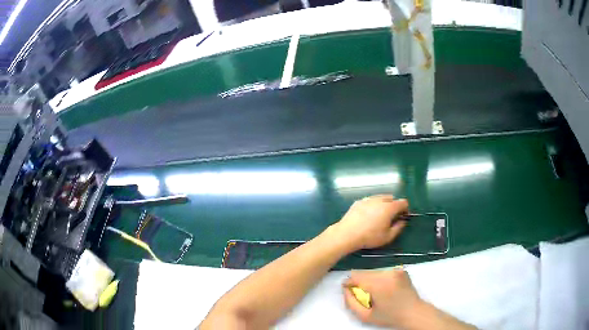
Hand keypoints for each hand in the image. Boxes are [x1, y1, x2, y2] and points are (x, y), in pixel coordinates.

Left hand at [332, 195, 408, 251]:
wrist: (347, 234)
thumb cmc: (370, 237)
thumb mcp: (388, 237)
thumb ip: (398, 228)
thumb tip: (402, 221)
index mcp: (389, 207)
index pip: (403, 202)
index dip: (405, 209)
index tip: (403, 217)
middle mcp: (379, 200)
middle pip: (392, 198)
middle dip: (394, 206)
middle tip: (391, 217)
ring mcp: (368, 199)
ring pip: (380, 198)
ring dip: (383, 204)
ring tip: (379, 216)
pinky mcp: (358, 202)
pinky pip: (370, 200)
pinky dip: (373, 205)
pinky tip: (368, 215)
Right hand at [343, 269, 422, 327]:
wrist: (413, 312)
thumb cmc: (389, 316)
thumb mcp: (365, 316)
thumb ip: (351, 303)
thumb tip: (345, 290)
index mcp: (378, 284)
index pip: (356, 276)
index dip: (348, 282)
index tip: (346, 288)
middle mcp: (387, 273)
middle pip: (364, 273)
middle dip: (359, 281)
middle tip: (360, 293)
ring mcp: (395, 270)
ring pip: (373, 271)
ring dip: (369, 279)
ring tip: (373, 291)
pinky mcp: (401, 270)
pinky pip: (384, 271)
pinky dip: (380, 278)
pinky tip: (384, 288)